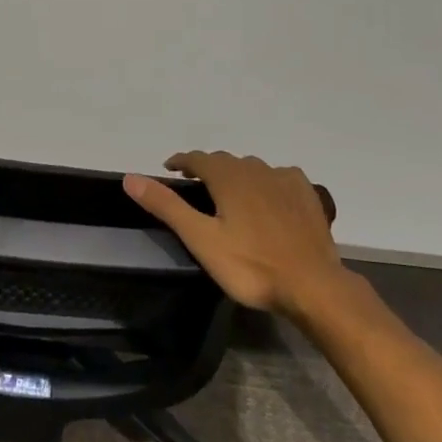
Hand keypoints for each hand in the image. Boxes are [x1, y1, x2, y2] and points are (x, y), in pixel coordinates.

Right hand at [123, 152, 345, 317]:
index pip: (198, 158)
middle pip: (226, 162)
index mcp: (228, 177)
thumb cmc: (250, 266)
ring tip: (230, 194)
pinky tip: (269, 197)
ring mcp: (284, 179)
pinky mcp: (306, 194)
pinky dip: (267, 182)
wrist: (312, 283)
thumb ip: (167, 206)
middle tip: (196, 185)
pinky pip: (280, 177)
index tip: (170, 168)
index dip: (182, 161)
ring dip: (237, 175)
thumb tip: (130, 177)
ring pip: (253, 168)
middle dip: (208, 168)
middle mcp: (256, 169)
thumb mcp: (201, 239)